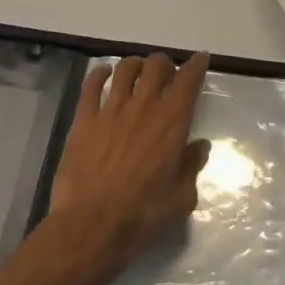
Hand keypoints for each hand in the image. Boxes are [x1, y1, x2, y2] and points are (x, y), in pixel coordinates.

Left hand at [48, 52, 211, 271]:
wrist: (91, 225)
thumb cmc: (143, 214)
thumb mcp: (181, 197)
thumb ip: (192, 167)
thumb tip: (199, 147)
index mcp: (172, 122)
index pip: (189, 80)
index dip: (197, 65)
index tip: (200, 59)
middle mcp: (144, 107)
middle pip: (156, 65)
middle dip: (164, 63)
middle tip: (166, 73)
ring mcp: (111, 110)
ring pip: (125, 69)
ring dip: (135, 65)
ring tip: (137, 71)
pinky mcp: (84, 119)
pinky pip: (92, 85)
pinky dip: (100, 74)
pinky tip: (104, 74)